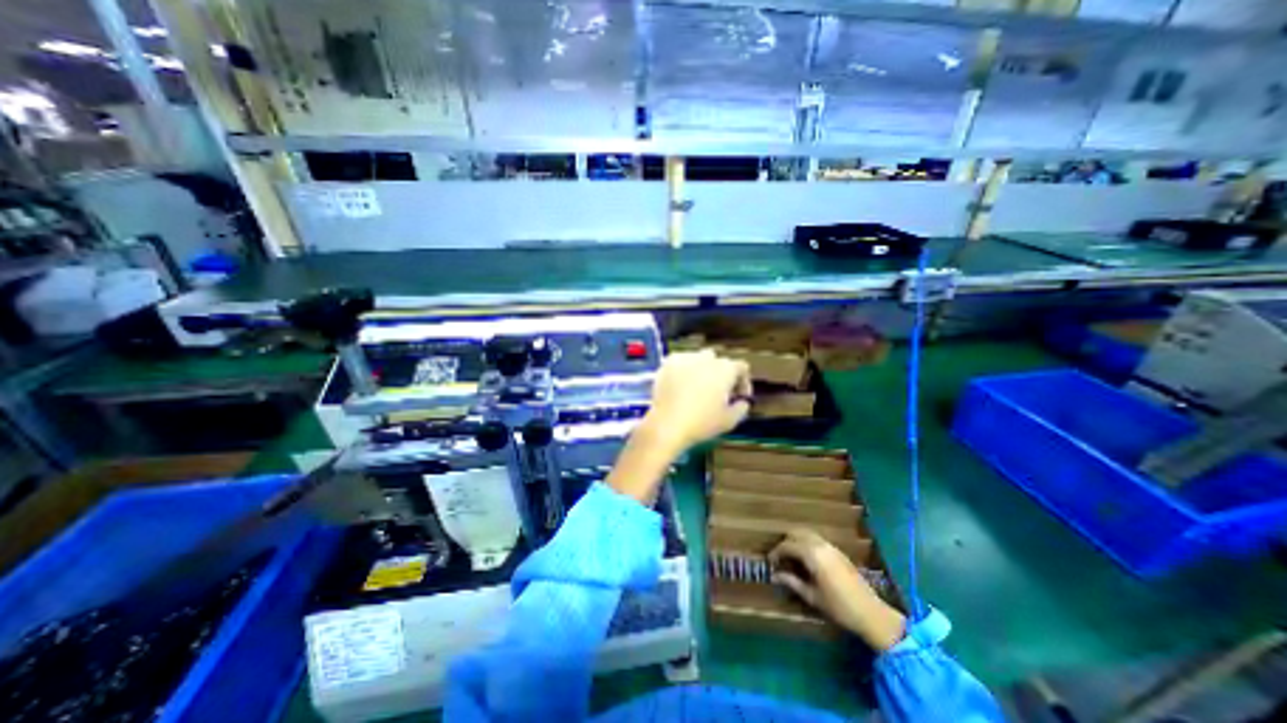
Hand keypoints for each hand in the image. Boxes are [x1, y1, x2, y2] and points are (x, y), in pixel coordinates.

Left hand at [644, 350, 756, 457]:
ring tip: (697, 388)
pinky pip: (681, 362)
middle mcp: (707, 358)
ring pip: (699, 359)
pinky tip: (681, 385)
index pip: (741, 367)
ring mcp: (686, 358)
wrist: (668, 424)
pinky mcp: (668, 363)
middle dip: (721, 375)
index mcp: (725, 369)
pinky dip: (684, 370)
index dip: (743, 382)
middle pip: (719, 362)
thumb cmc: (702, 423)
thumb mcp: (730, 421)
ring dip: (702, 370)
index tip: (738, 397)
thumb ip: (742, 408)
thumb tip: (742, 402)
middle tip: (718, 393)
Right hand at [774, 528, 903, 652]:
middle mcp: (820, 544)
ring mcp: (830, 546)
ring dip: (796, 541)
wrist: (871, 612)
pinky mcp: (837, 551)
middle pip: (796, 533)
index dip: (776, 552)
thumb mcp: (812, 596)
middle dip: (785, 542)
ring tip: (791, 557)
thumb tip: (774, 575)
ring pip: (807, 534)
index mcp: (812, 554)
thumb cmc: (838, 607)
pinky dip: (807, 543)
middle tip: (779, 557)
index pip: (787, 545)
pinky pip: (816, 539)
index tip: (770, 562)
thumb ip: (792, 582)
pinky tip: (806, 558)